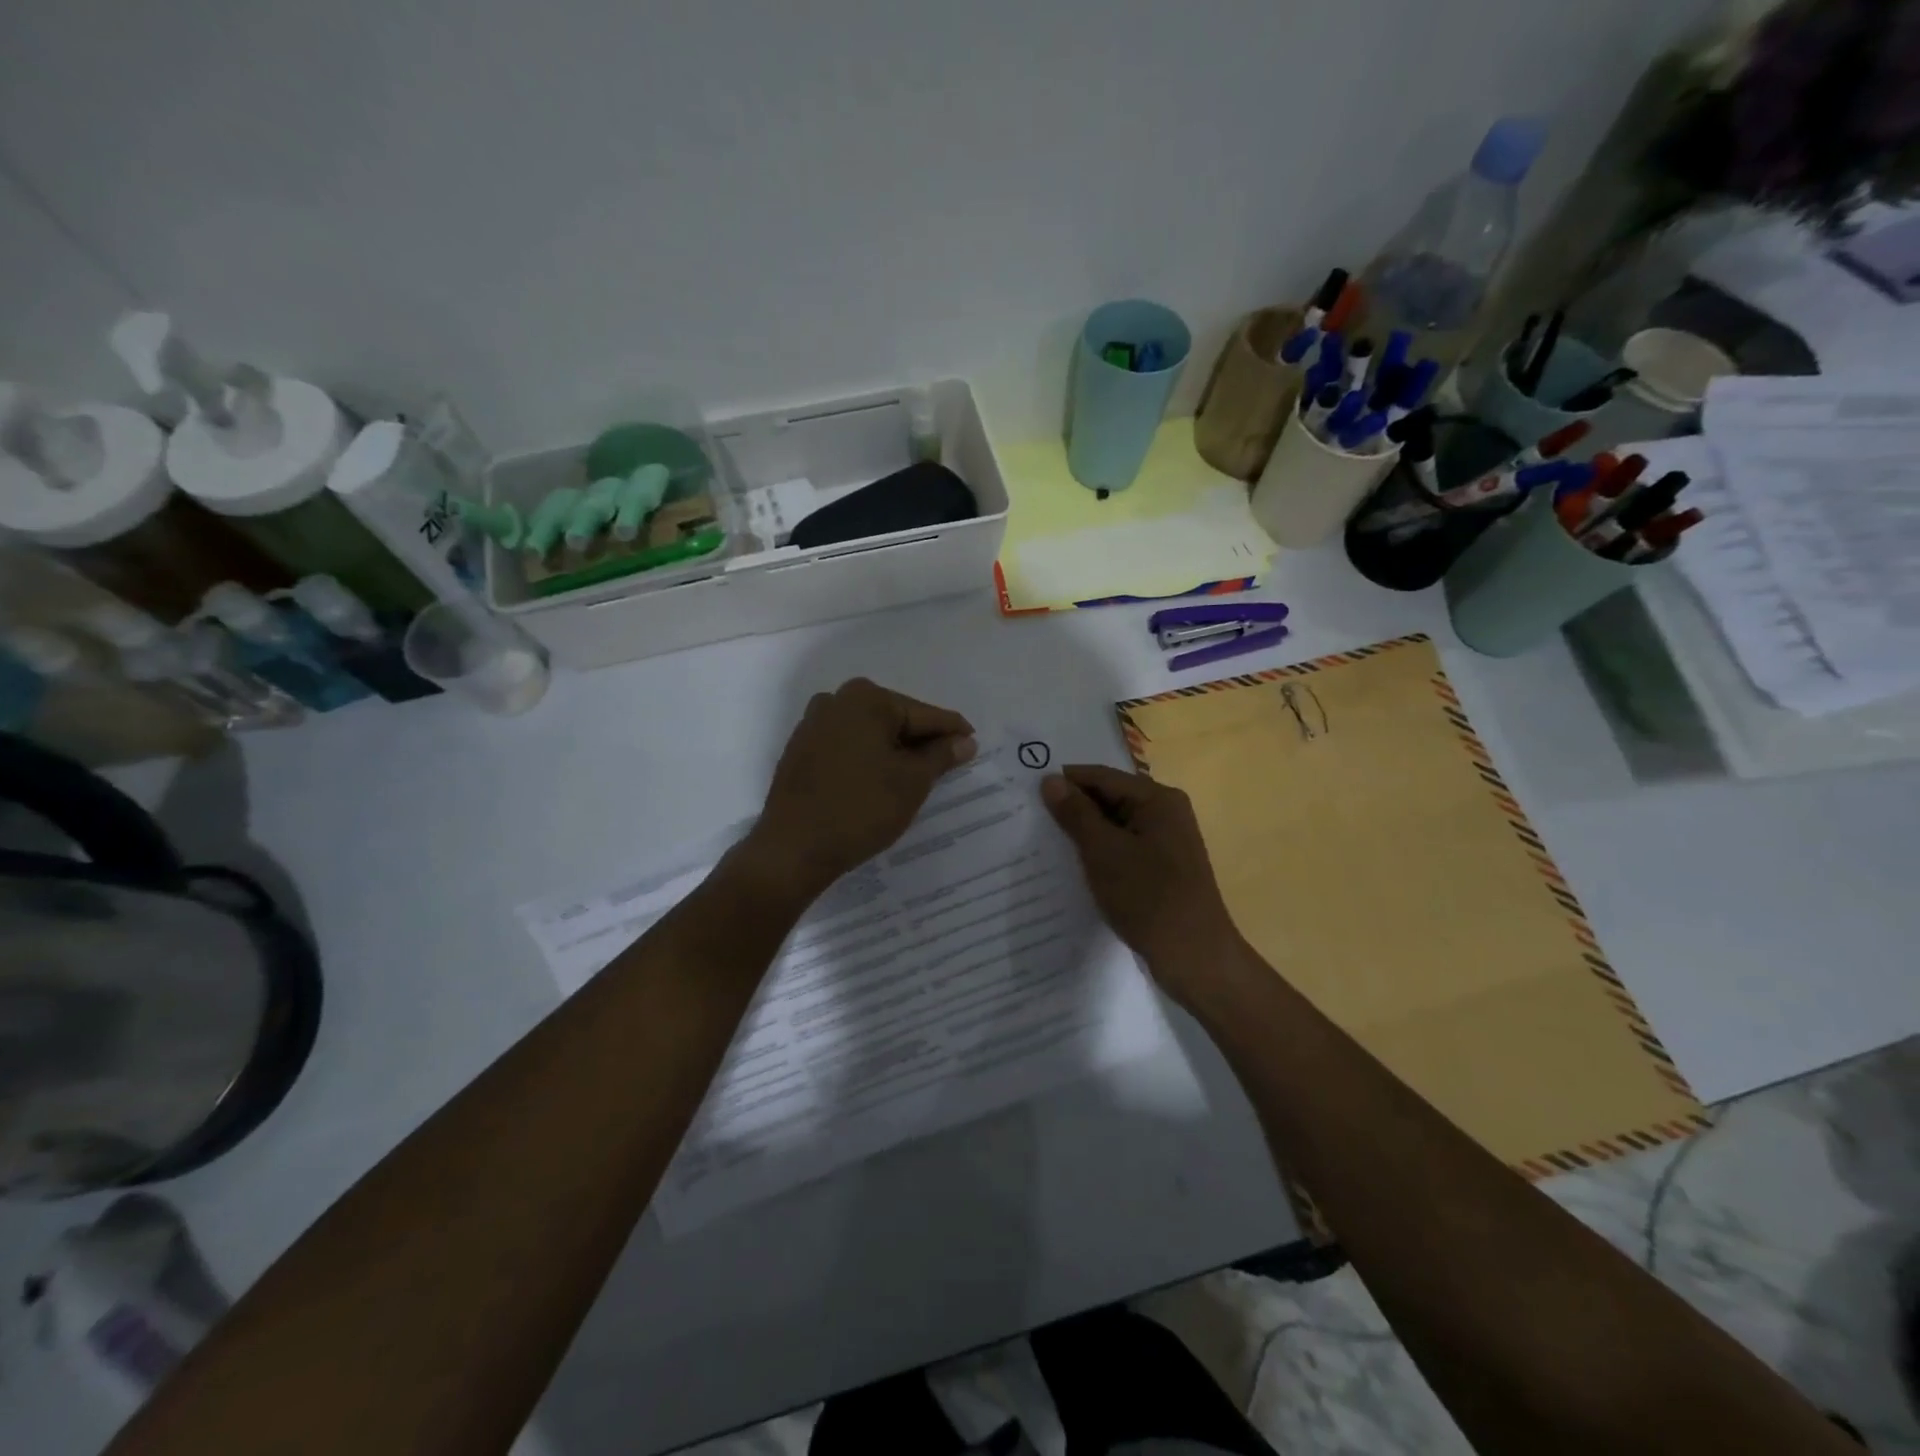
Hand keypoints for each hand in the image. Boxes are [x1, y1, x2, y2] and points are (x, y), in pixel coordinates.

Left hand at [743, 678, 975, 902]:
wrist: (793, 849)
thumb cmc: (861, 809)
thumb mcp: (912, 782)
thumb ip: (941, 755)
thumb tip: (964, 741)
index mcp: (867, 699)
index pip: (925, 715)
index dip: (953, 732)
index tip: (974, 745)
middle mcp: (837, 700)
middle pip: (896, 719)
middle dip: (921, 741)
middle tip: (947, 765)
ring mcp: (813, 724)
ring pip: (870, 733)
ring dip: (894, 751)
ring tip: (916, 777)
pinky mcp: (800, 750)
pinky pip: (847, 746)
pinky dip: (868, 759)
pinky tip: (879, 781)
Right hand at [1041, 765, 1241, 1007]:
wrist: (1194, 958)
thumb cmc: (1148, 897)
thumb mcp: (1104, 852)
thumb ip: (1076, 814)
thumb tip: (1050, 781)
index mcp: (1158, 799)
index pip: (1102, 776)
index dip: (1065, 781)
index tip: (1027, 791)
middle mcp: (1166, 813)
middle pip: (1110, 798)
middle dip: (1073, 807)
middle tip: (1031, 816)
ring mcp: (1166, 842)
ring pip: (1115, 825)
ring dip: (1084, 832)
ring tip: (1044, 839)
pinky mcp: (1162, 869)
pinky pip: (1123, 848)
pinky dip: (1100, 852)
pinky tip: (1073, 865)